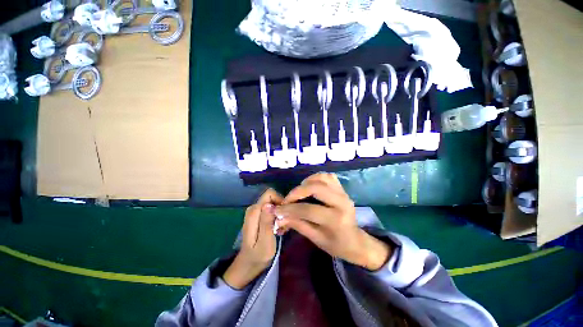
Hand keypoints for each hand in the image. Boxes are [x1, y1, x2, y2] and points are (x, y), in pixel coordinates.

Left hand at [223, 188, 282, 288]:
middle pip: (272, 197)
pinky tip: (278, 228)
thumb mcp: (265, 241)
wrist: (249, 263)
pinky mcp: (258, 215)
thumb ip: (266, 222)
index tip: (285, 214)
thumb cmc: (258, 255)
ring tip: (282, 228)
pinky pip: (271, 209)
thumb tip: (270, 204)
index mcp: (254, 212)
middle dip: (281, 208)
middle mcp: (254, 208)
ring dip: (280, 213)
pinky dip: (277, 216)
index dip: (280, 200)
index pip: (270, 193)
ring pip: (273, 203)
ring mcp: (255, 211)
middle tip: (284, 224)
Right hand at [275, 173, 391, 270]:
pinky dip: (316, 178)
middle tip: (287, 200)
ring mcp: (343, 193)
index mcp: (336, 219)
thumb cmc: (336, 244)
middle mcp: (341, 202)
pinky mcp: (343, 189)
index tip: (277, 209)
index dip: (289, 209)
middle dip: (297, 192)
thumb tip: (279, 216)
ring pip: (322, 178)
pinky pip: (328, 177)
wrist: (356, 241)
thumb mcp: (316, 238)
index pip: (308, 209)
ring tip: (298, 192)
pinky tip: (310, 186)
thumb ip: (297, 224)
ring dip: (307, 182)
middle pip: (315, 188)